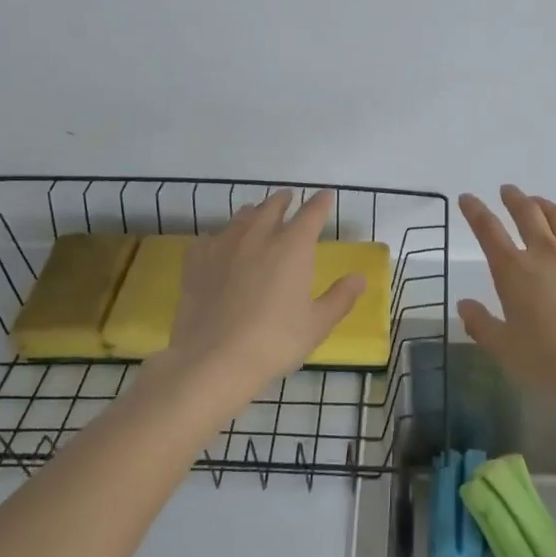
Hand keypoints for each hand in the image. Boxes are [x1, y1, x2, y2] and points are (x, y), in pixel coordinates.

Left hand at [162, 189, 365, 391]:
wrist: (213, 360)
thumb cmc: (274, 342)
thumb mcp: (317, 325)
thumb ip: (340, 298)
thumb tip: (359, 278)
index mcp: (292, 247)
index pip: (311, 213)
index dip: (320, 202)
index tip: (326, 195)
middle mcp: (258, 236)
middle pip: (272, 207)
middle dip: (282, 200)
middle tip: (287, 197)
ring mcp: (223, 247)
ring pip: (240, 218)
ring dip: (252, 213)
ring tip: (254, 215)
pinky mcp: (196, 263)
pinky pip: (208, 240)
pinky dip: (217, 238)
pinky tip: (216, 247)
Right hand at [457, 186, 555, 412]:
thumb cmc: (551, 362)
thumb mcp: (505, 349)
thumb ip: (481, 324)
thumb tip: (464, 304)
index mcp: (513, 271)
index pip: (488, 230)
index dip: (475, 211)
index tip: (468, 198)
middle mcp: (545, 253)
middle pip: (527, 213)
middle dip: (513, 198)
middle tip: (507, 191)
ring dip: (544, 205)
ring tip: (537, 202)